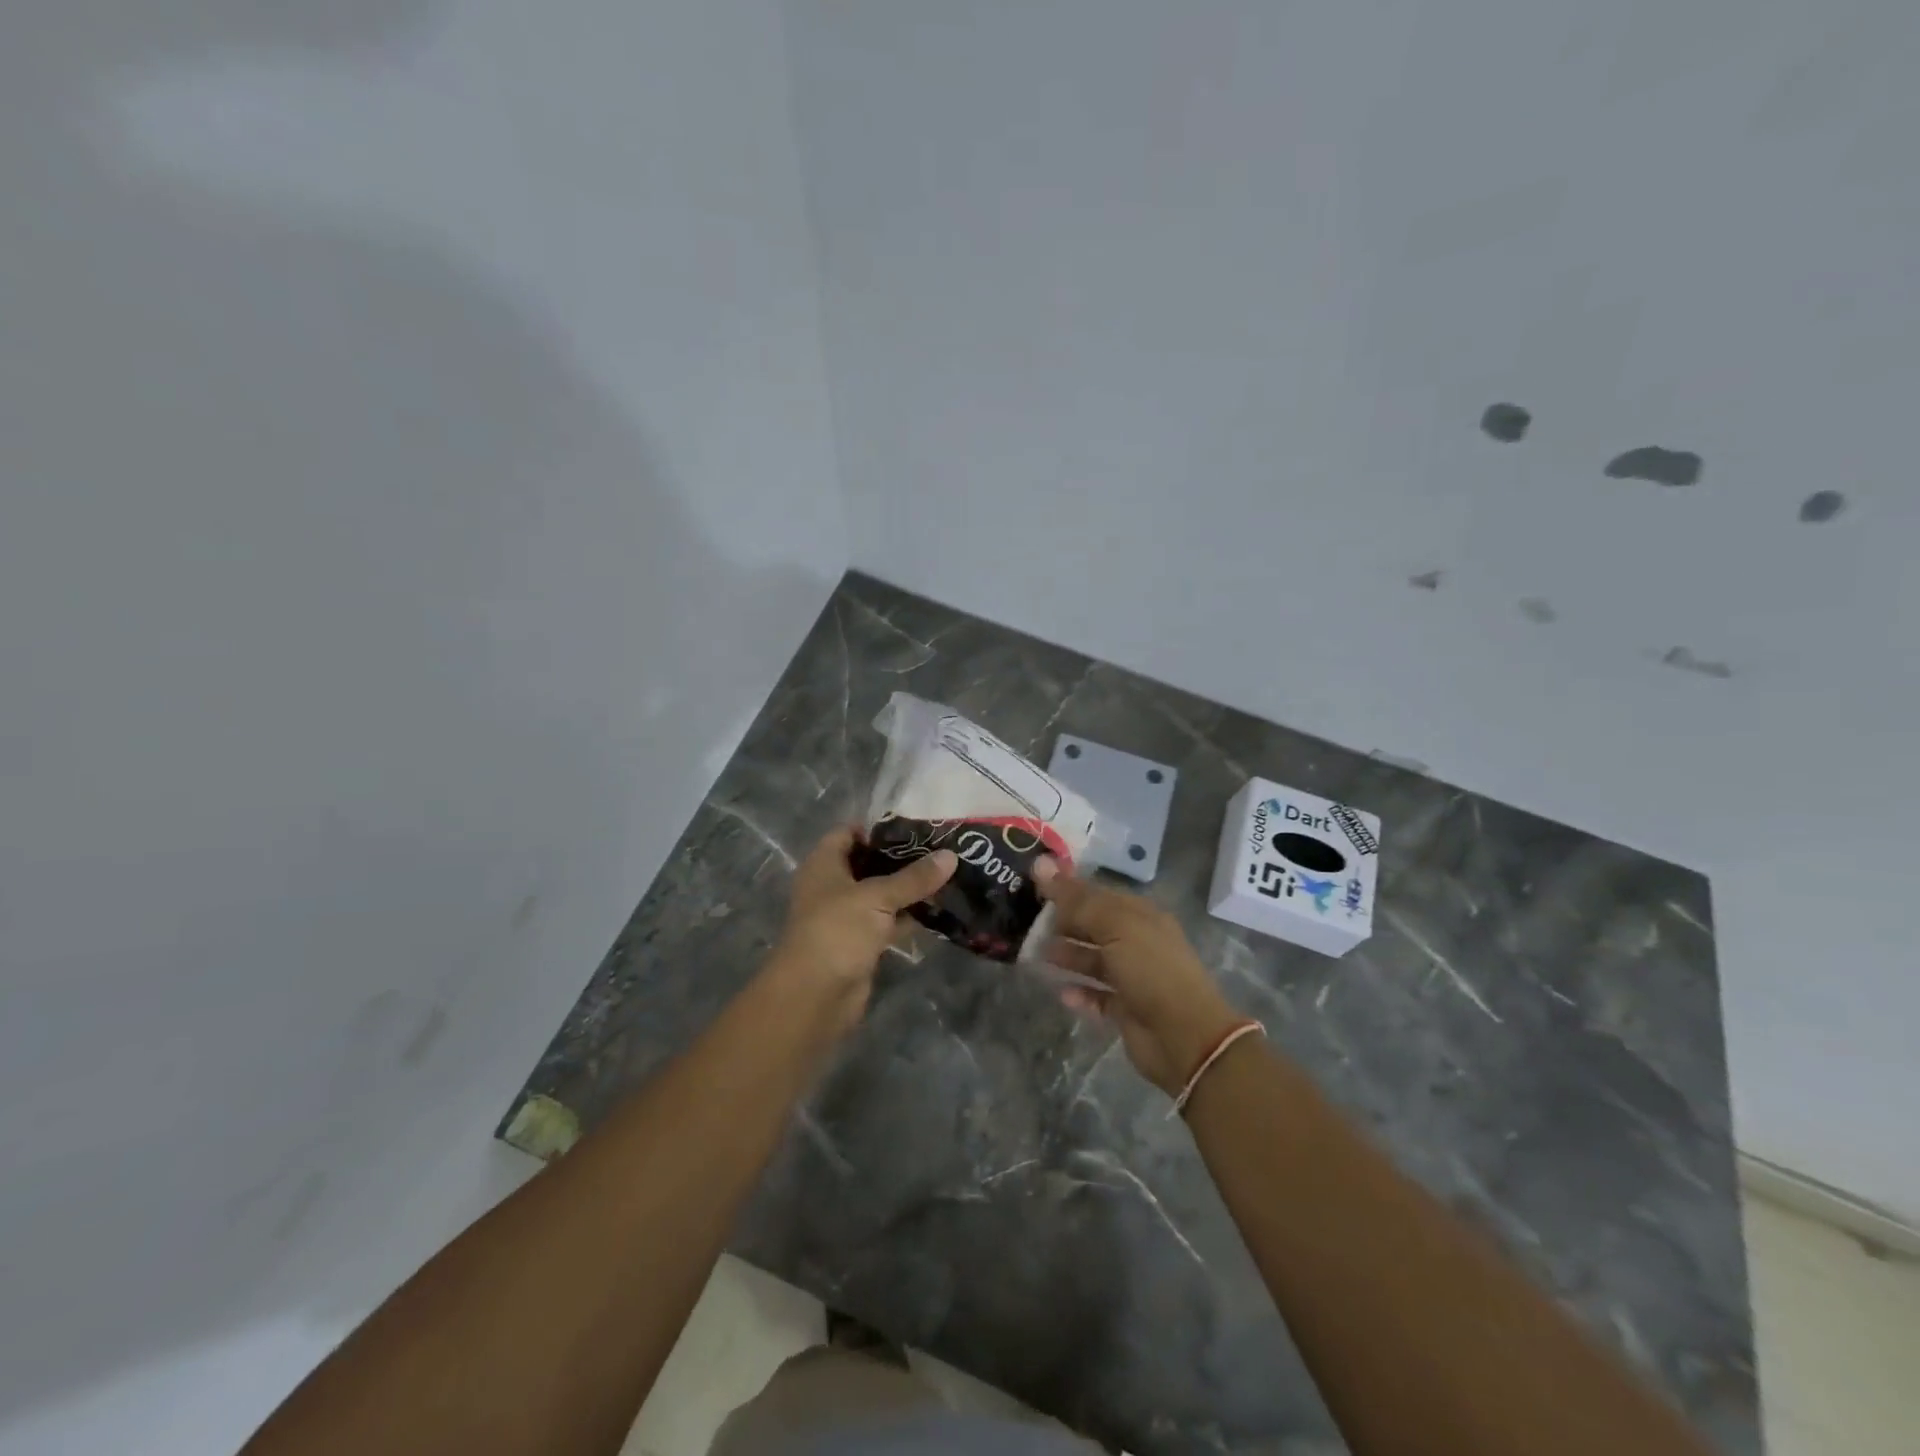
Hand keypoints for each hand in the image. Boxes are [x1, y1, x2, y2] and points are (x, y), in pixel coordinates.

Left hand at [769, 826, 956, 1032]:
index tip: (917, 823)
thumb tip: (951, 855)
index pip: (849, 831)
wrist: (814, 996)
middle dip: (902, 856)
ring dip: (909, 887)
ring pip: (882, 893)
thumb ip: (914, 878)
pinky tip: (940, 908)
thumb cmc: (837, 931)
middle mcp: (833, 885)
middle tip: (942, 846)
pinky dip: (909, 916)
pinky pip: (888, 921)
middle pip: (869, 862)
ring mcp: (847, 915)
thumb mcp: (877, 897)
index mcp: (825, 864)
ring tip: (948, 872)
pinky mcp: (861, 942)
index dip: (879, 826)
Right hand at [1035, 859, 1242, 1094]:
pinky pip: (1097, 996)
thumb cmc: (1151, 970)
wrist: (1184, 1036)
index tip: (1034, 886)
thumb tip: (1040, 863)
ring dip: (1068, 957)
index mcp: (1141, 915)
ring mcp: (1133, 977)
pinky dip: (1080, 993)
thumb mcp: (1114, 926)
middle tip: (1027, 922)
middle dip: (1064, 923)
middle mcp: (1138, 942)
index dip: (1068, 889)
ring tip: (1035, 955)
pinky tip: (1061, 992)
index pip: (1099, 894)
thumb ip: (1076, 900)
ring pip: (1094, 961)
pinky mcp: (1127, 1009)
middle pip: (1095, 926)